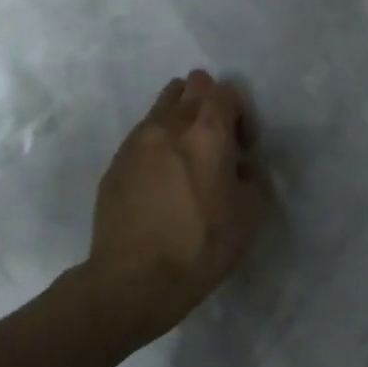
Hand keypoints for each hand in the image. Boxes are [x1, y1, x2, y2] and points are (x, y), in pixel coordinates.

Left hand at [87, 71, 267, 342]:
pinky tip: (162, 181)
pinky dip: (158, 145)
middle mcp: (168, 126)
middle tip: (216, 144)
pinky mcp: (115, 163)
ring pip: (162, 106)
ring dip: (180, 120)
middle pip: (190, 87)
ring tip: (187, 158)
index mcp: (207, 134)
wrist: (136, 279)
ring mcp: (136, 142)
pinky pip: (142, 136)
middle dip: (209, 105)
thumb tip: (240, 170)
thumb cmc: (202, 246)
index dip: (241, 114)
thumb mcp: (250, 216)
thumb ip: (252, 180)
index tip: (243, 149)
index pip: (226, 91)